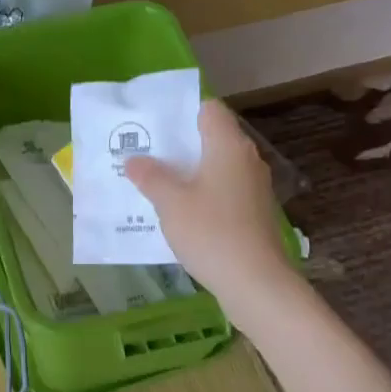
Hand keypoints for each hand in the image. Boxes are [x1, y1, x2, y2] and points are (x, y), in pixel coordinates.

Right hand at [124, 100, 293, 303]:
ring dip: (188, 171)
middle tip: (144, 153)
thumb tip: (134, 159)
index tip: (153, 124)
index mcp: (228, 146)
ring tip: (155, 181)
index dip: (181, 111)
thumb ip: (150, 176)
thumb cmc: (211, 232)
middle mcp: (246, 159)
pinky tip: (179, 211)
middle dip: (179, 144)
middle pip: (211, 137)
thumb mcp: (170, 203)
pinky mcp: (254, 211)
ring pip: (216, 166)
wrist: (256, 282)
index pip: (208, 109)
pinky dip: (201, 193)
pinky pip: (223, 190)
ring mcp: (253, 187)